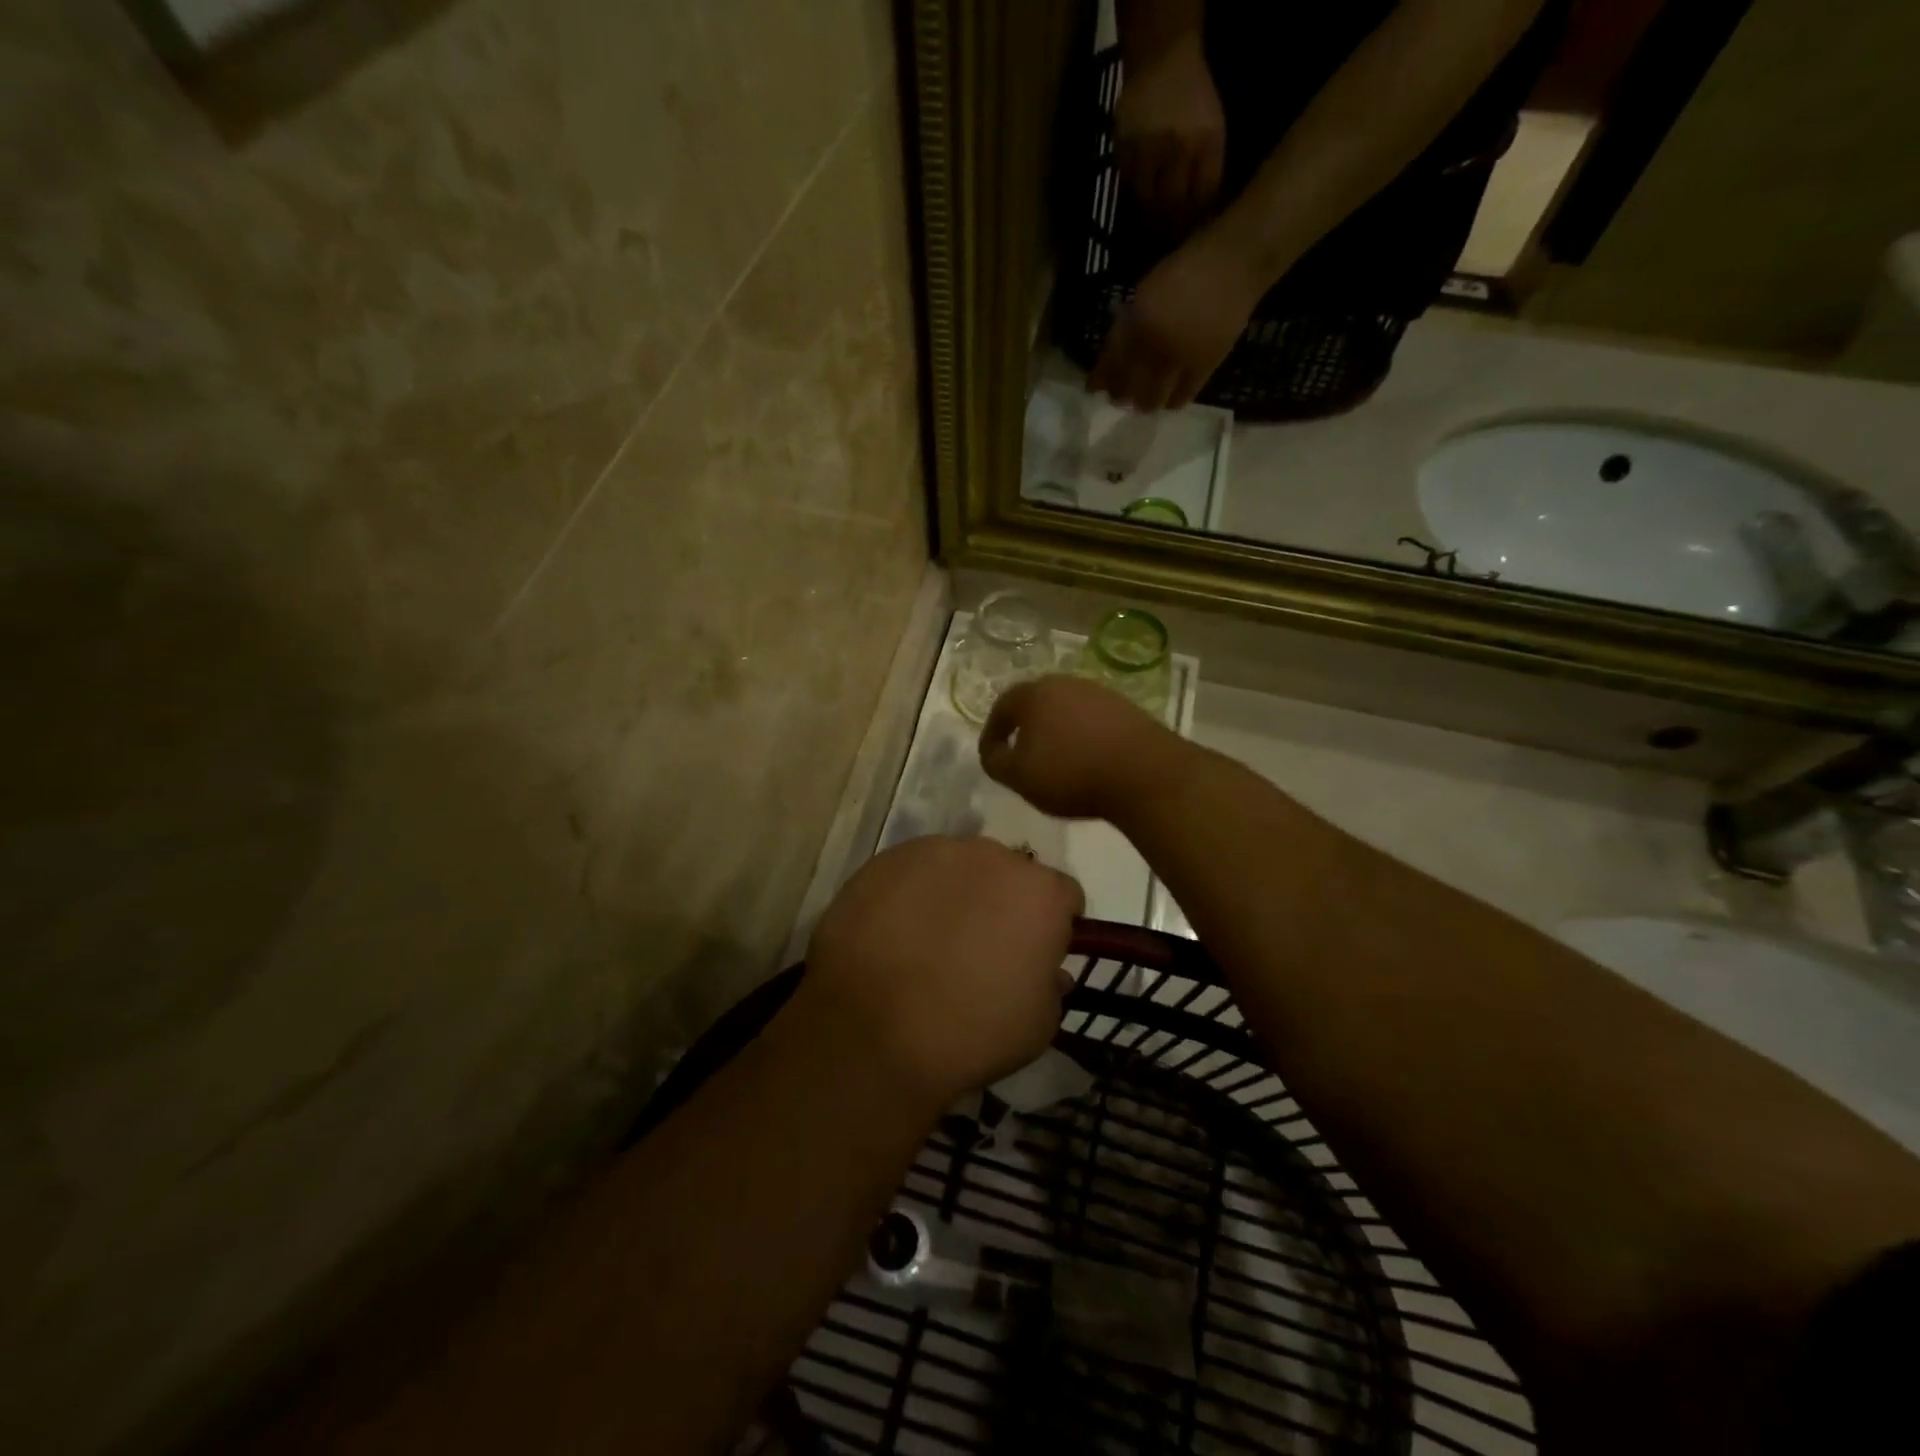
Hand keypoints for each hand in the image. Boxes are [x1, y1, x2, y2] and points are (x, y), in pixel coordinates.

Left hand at [799, 837, 1083, 1104]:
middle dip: (1003, 901)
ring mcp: (934, 851)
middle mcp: (992, 856)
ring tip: (930, 938)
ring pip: (958, 866)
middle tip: (981, 945)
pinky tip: (894, 932)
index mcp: (1040, 892)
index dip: (1054, 925)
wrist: (872, 1030)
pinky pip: (912, 871)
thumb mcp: (1038, 1025)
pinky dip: (911, 893)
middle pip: (1009, 873)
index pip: (1064, 895)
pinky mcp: (885, 859)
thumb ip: (1051, 986)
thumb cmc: (971, 1032)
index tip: (1036, 953)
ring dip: (956, 892)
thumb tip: (1047, 970)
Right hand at [979, 675, 1186, 821]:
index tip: (991, 757)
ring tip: (1054, 761)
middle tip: (1020, 754)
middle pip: (1036, 703)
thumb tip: (993, 752)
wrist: (1144, 773)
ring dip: (1055, 731)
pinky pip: (1092, 721)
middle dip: (1024, 728)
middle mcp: (1066, 683)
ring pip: (1066, 710)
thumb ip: (996, 762)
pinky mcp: (1127, 709)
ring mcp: (1100, 693)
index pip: (1002, 707)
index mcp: (1034, 693)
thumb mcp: (1019, 776)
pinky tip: (1086, 760)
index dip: (992, 734)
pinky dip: (1082, 737)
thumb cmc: (1070, 773)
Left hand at [1088, 229, 1266, 411]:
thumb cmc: (1188, 267)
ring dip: (1144, 404)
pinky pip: (1183, 396)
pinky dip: (1172, 402)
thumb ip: (1130, 323)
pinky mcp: (1205, 367)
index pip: (1111, 362)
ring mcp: (1181, 358)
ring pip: (1153, 398)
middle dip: (1120, 396)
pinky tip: (1168, 402)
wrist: (1236, 262)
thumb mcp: (1146, 291)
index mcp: (1138, 322)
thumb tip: (1115, 354)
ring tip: (1142, 404)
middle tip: (1118, 399)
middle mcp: (1155, 345)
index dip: (1100, 379)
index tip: (1093, 389)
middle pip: (1129, 386)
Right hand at [1115, 42, 1225, 236]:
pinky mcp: (1124, 149)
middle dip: (1171, 227)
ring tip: (1152, 225)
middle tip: (1168, 238)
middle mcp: (1177, 147)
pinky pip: (1128, 187)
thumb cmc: (1194, 99)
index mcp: (1206, 141)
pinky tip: (1139, 201)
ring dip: (1150, 218)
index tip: (1190, 234)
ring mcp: (1148, 148)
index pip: (1202, 197)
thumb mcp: (1213, 130)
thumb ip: (1208, 169)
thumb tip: (1201, 215)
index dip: (1195, 221)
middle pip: (1173, 204)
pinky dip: (1134, 198)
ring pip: (1147, 202)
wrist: (1162, 58)